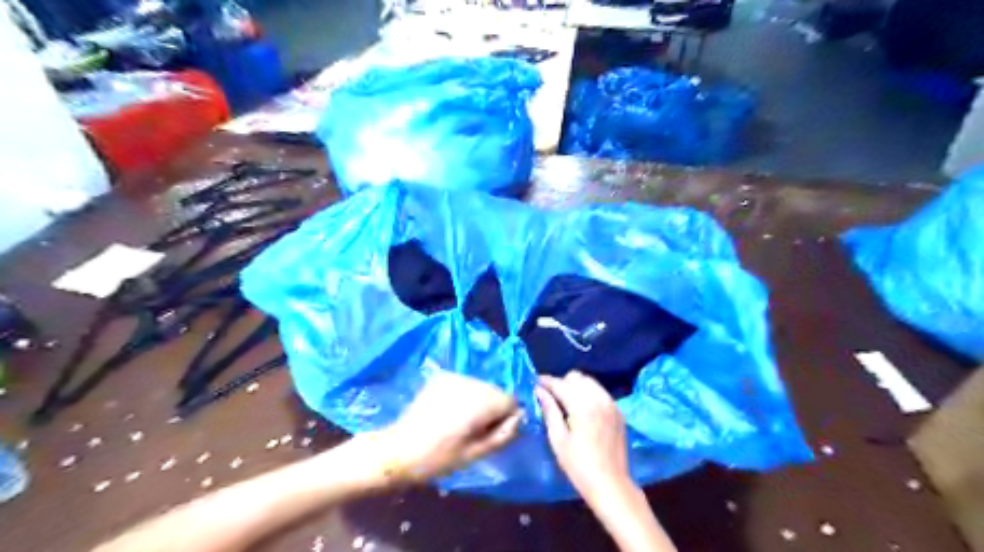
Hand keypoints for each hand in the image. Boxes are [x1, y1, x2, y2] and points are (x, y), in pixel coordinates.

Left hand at [382, 371, 522, 483]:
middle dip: (492, 408)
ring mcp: (455, 376)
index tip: (491, 433)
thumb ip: (504, 434)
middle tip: (475, 430)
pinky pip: (465, 384)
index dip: (507, 418)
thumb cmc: (440, 457)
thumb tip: (521, 418)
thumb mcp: (477, 453)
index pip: (512, 400)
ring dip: (478, 401)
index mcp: (482, 400)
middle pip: (496, 392)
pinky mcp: (442, 377)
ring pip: (481, 387)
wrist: (399, 448)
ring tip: (460, 421)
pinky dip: (464, 395)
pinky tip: (449, 411)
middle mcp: (472, 382)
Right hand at [538, 373, 629, 502]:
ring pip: (589, 382)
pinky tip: (582, 409)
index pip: (560, 384)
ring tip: (566, 402)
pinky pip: (600, 392)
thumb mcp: (558, 440)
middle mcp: (599, 398)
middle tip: (551, 397)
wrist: (611, 484)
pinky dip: (588, 394)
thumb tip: (539, 391)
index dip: (546, 381)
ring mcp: (611, 403)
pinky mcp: (618, 411)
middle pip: (576, 377)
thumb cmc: (579, 466)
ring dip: (576, 386)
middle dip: (562, 383)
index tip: (535, 383)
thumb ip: (549, 411)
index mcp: (582, 406)